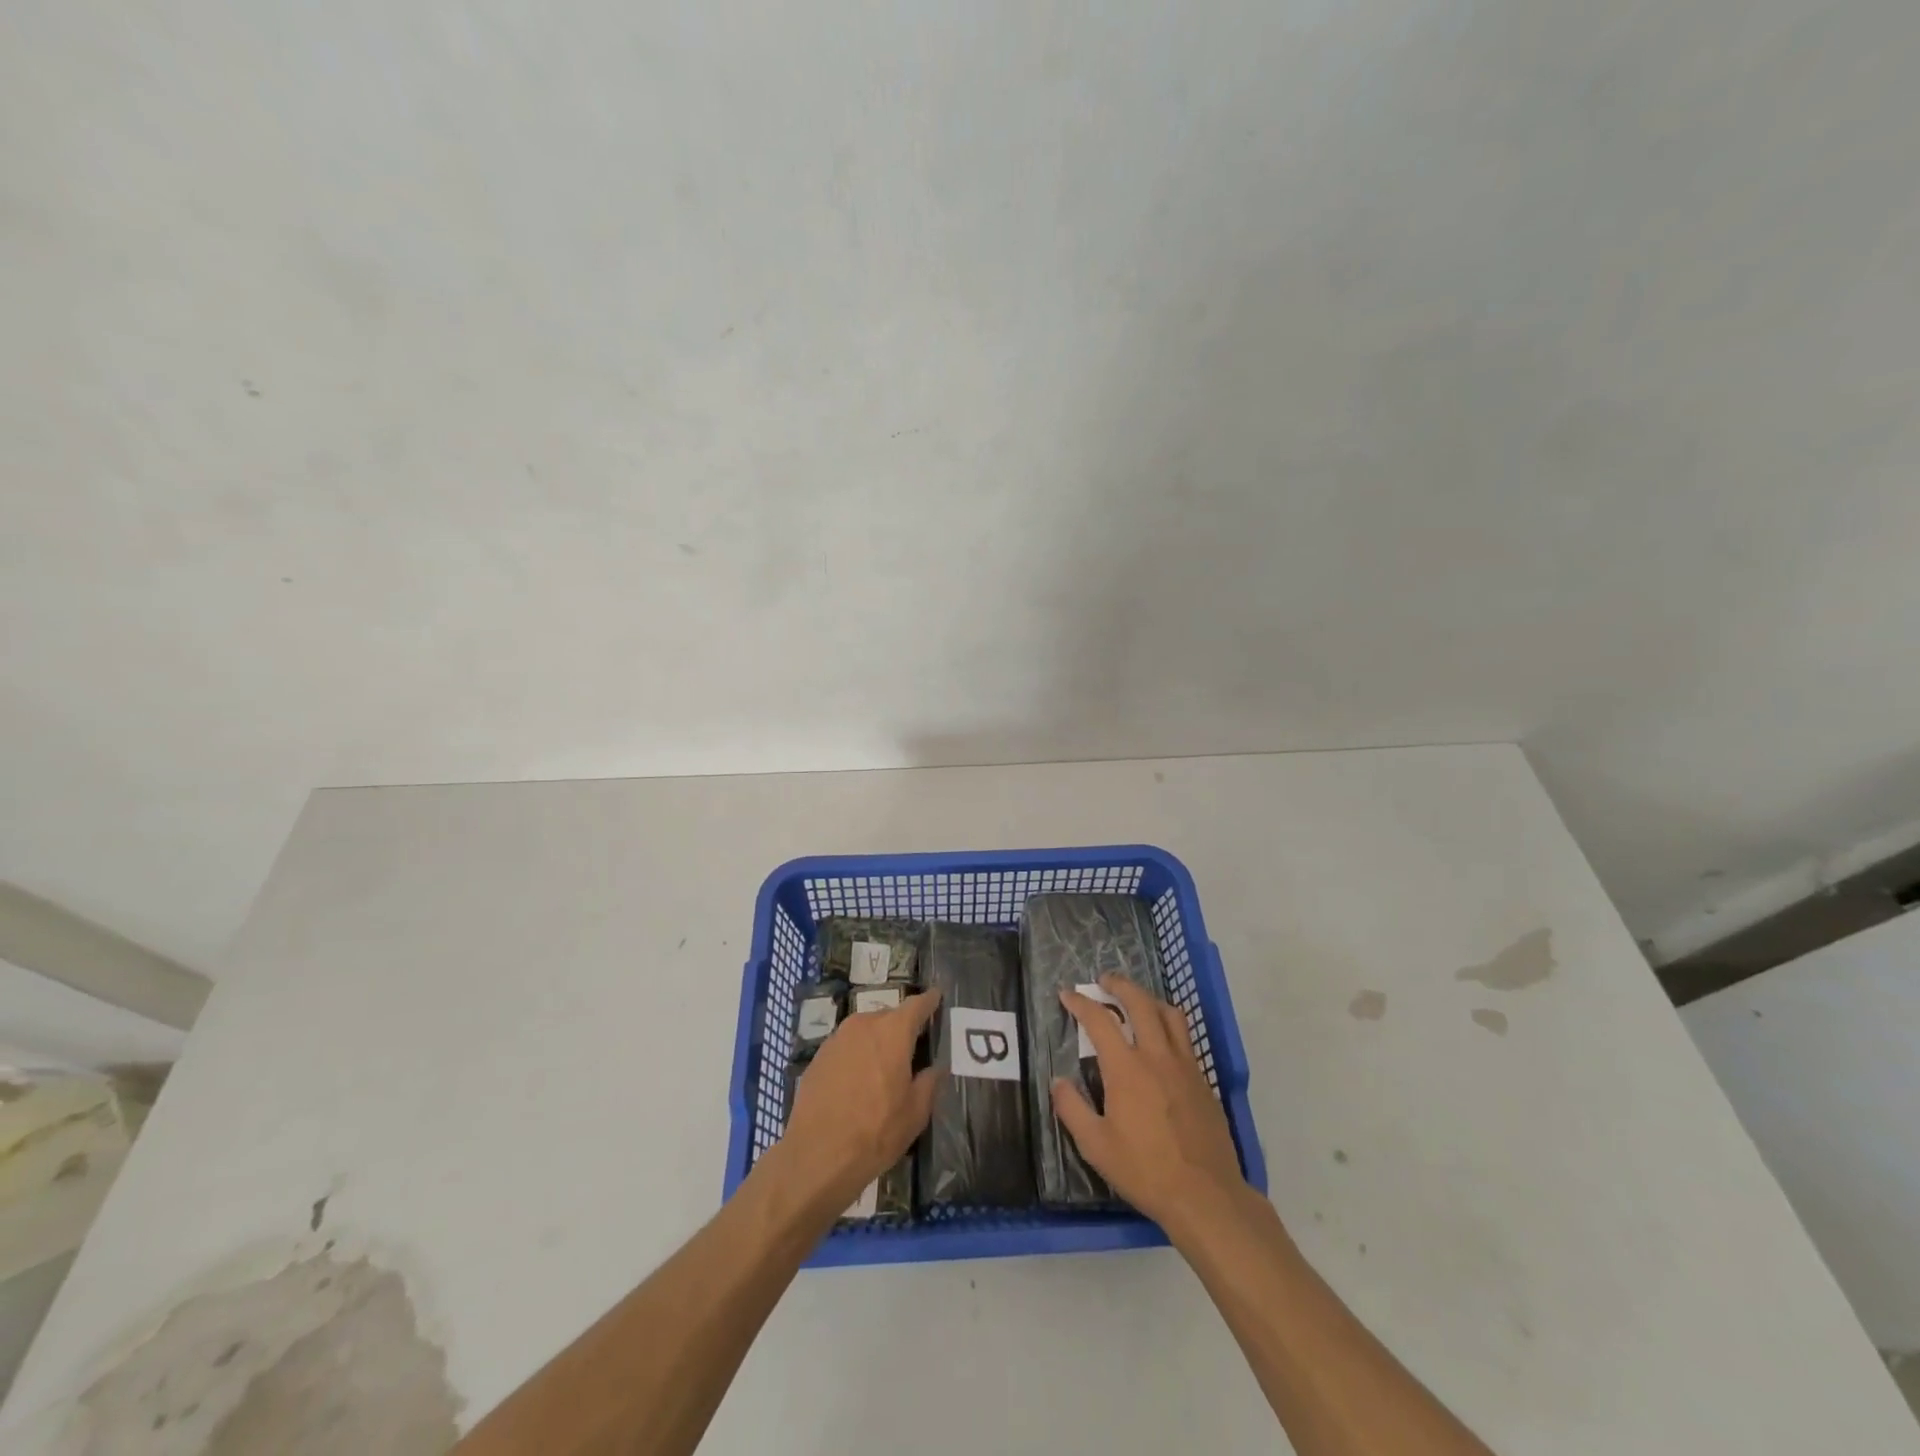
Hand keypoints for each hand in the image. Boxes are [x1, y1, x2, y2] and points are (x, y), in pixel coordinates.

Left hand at [775, 988, 940, 1215]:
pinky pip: (847, 1046)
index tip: (937, 998)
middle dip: (902, 1028)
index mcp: (893, 1031)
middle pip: (890, 1017)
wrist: (816, 1156)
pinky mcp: (818, 1056)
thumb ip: (929, 1082)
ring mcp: (837, 1038)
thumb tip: (936, 1067)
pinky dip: (857, 1055)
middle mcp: (864, 1024)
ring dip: (877, 1042)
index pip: (917, 1005)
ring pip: (866, 1031)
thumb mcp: (915, 1113)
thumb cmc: (875, 1132)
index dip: (930, 1002)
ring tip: (885, 1068)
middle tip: (913, 1049)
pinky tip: (858, 1082)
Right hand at [1054, 976, 1247, 1230]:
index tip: (1067, 994)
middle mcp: (1157, 1056)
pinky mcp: (1203, 1081)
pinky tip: (1162, 1041)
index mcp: (1127, 1068)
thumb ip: (1072, 1109)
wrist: (1206, 1196)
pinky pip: (1185, 1039)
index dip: (1080, 1003)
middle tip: (1105, 980)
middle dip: (1119, 985)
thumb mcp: (1096, 1146)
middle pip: (1140, 1003)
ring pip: (1170, 1015)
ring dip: (1149, 999)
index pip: (1099, 1020)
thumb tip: (1058, 1081)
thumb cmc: (1145, 1171)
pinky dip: (1169, 1026)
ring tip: (1136, 1001)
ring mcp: (1185, 1066)